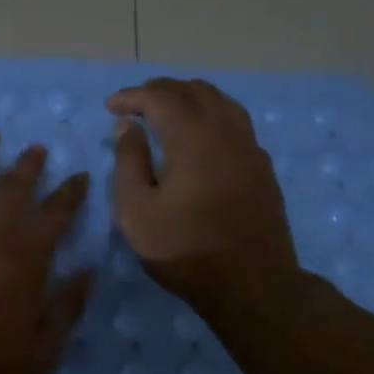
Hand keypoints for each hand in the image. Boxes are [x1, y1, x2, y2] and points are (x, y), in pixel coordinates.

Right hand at [107, 77, 301, 315]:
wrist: (251, 283)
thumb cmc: (185, 250)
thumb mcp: (137, 211)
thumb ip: (129, 162)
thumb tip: (129, 127)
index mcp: (193, 137)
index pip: (160, 97)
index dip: (132, 96)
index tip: (111, 107)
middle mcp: (226, 131)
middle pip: (194, 91)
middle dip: (160, 91)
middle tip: (135, 105)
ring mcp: (250, 147)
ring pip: (221, 101)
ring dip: (190, 98)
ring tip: (167, 112)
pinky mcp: (262, 166)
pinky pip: (236, 122)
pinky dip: (212, 116)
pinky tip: (201, 137)